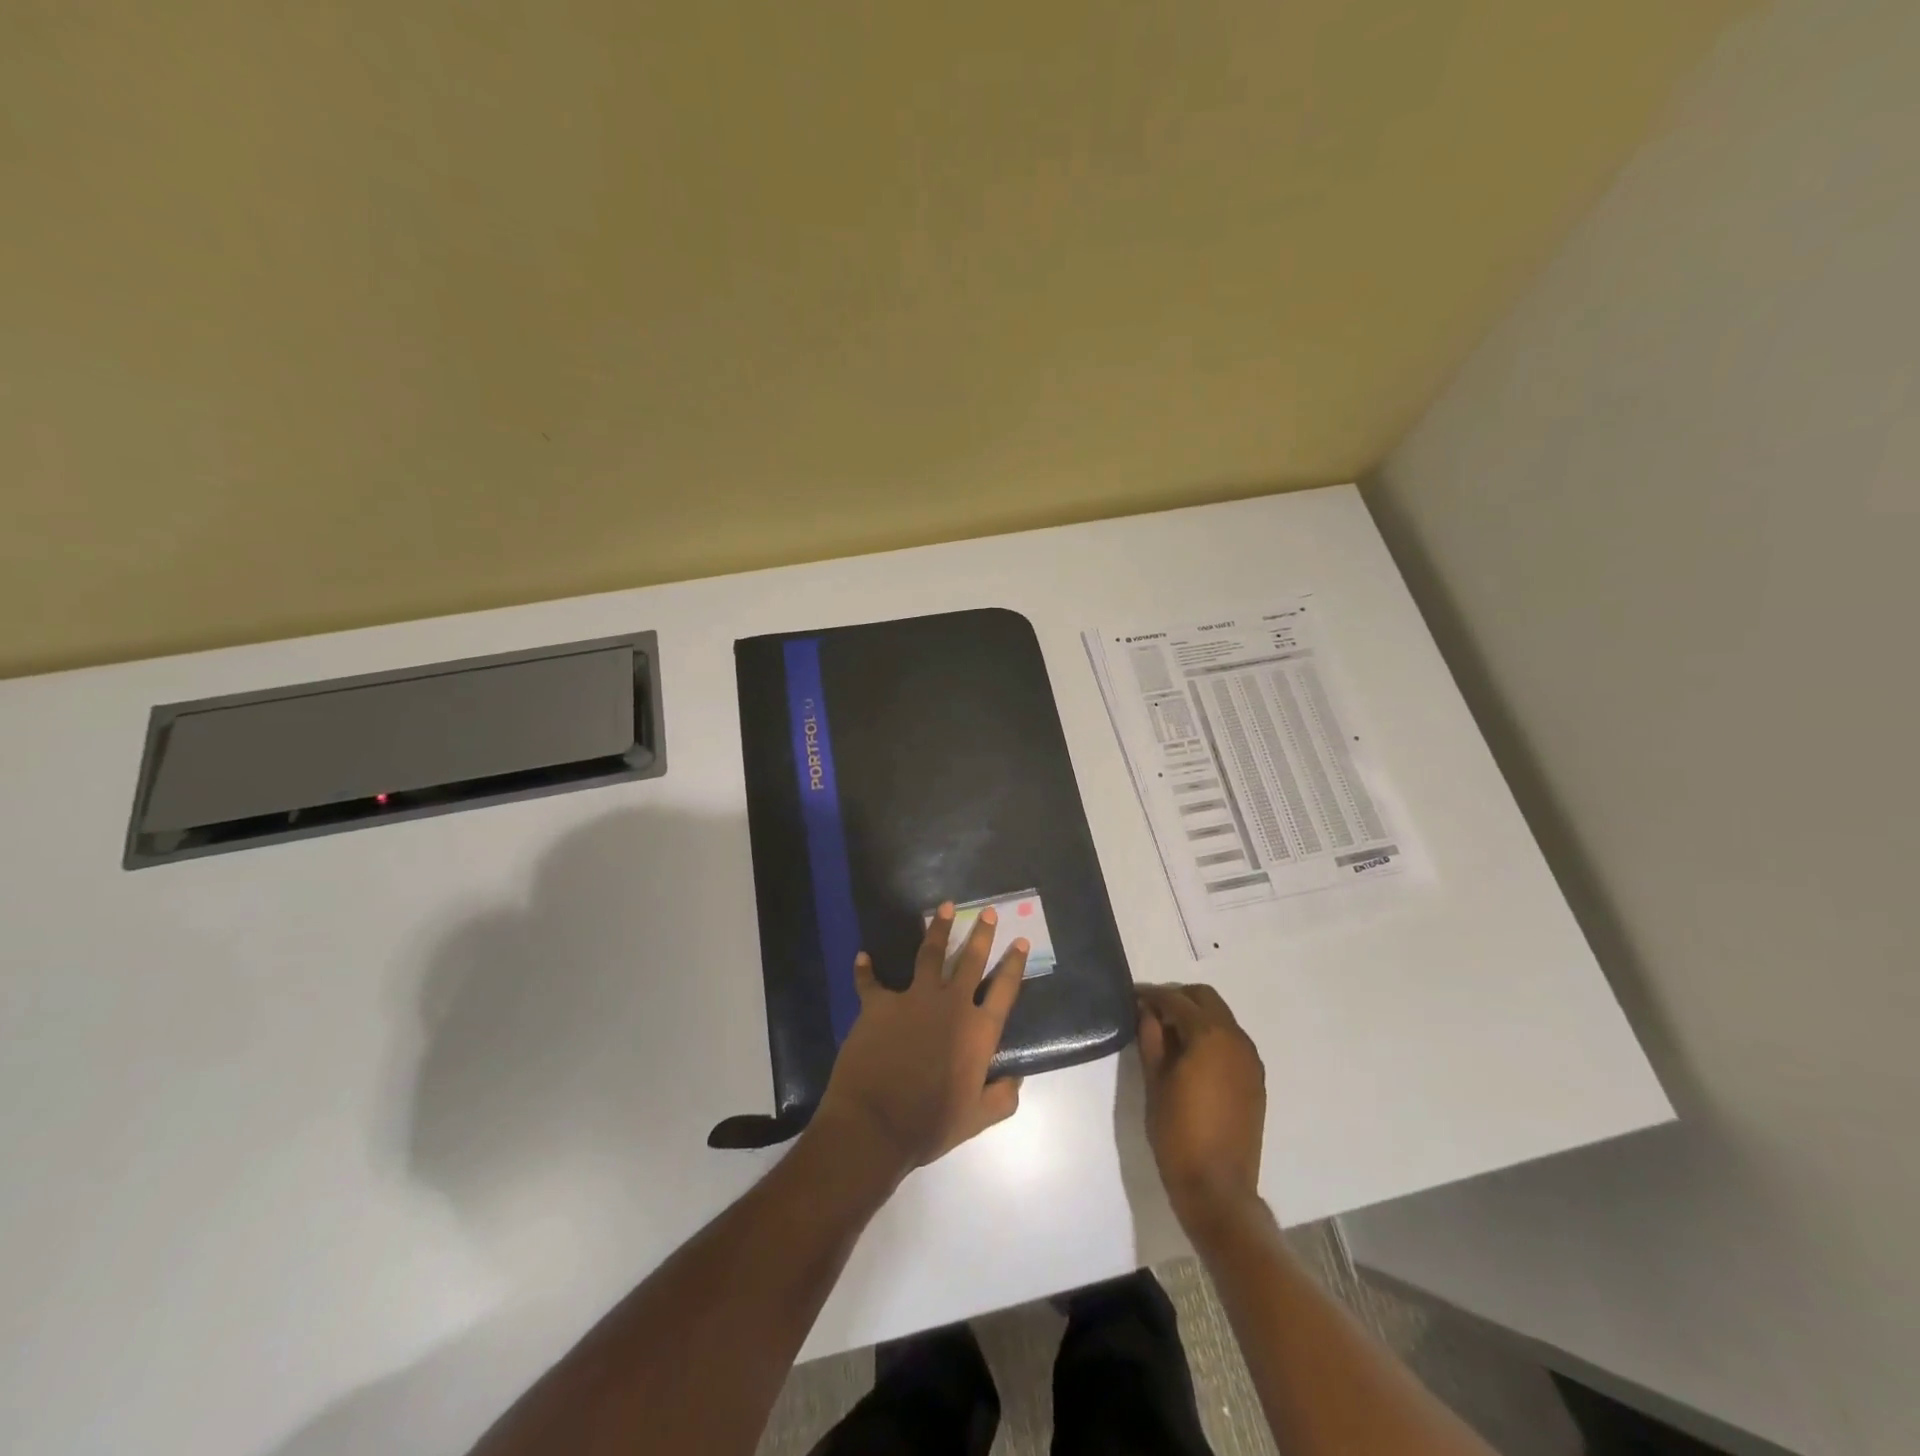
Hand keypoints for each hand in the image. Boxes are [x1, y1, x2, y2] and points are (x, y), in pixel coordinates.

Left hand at [813, 903, 1028, 1175]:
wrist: (875, 1124)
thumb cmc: (930, 1124)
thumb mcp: (976, 1119)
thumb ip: (1002, 1098)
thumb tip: (1017, 1078)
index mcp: (978, 1031)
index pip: (1004, 989)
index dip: (1014, 964)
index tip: (1020, 940)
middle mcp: (951, 1005)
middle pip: (971, 960)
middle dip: (981, 934)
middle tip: (987, 911)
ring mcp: (913, 999)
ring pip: (930, 954)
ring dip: (938, 929)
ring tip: (945, 908)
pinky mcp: (879, 1004)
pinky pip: (870, 981)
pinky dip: (865, 970)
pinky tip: (862, 956)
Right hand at [1136, 983, 1266, 1235]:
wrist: (1218, 1188)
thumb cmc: (1177, 1132)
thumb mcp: (1154, 1081)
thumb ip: (1150, 1038)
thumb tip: (1146, 1011)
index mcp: (1209, 1035)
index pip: (1177, 1000)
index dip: (1152, 995)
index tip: (1132, 997)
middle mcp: (1236, 1039)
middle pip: (1206, 999)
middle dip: (1178, 999)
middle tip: (1151, 1013)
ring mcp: (1250, 1059)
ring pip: (1221, 1018)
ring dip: (1196, 1016)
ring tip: (1168, 1035)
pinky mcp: (1255, 1079)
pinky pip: (1232, 1041)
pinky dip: (1211, 1036)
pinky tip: (1191, 1056)